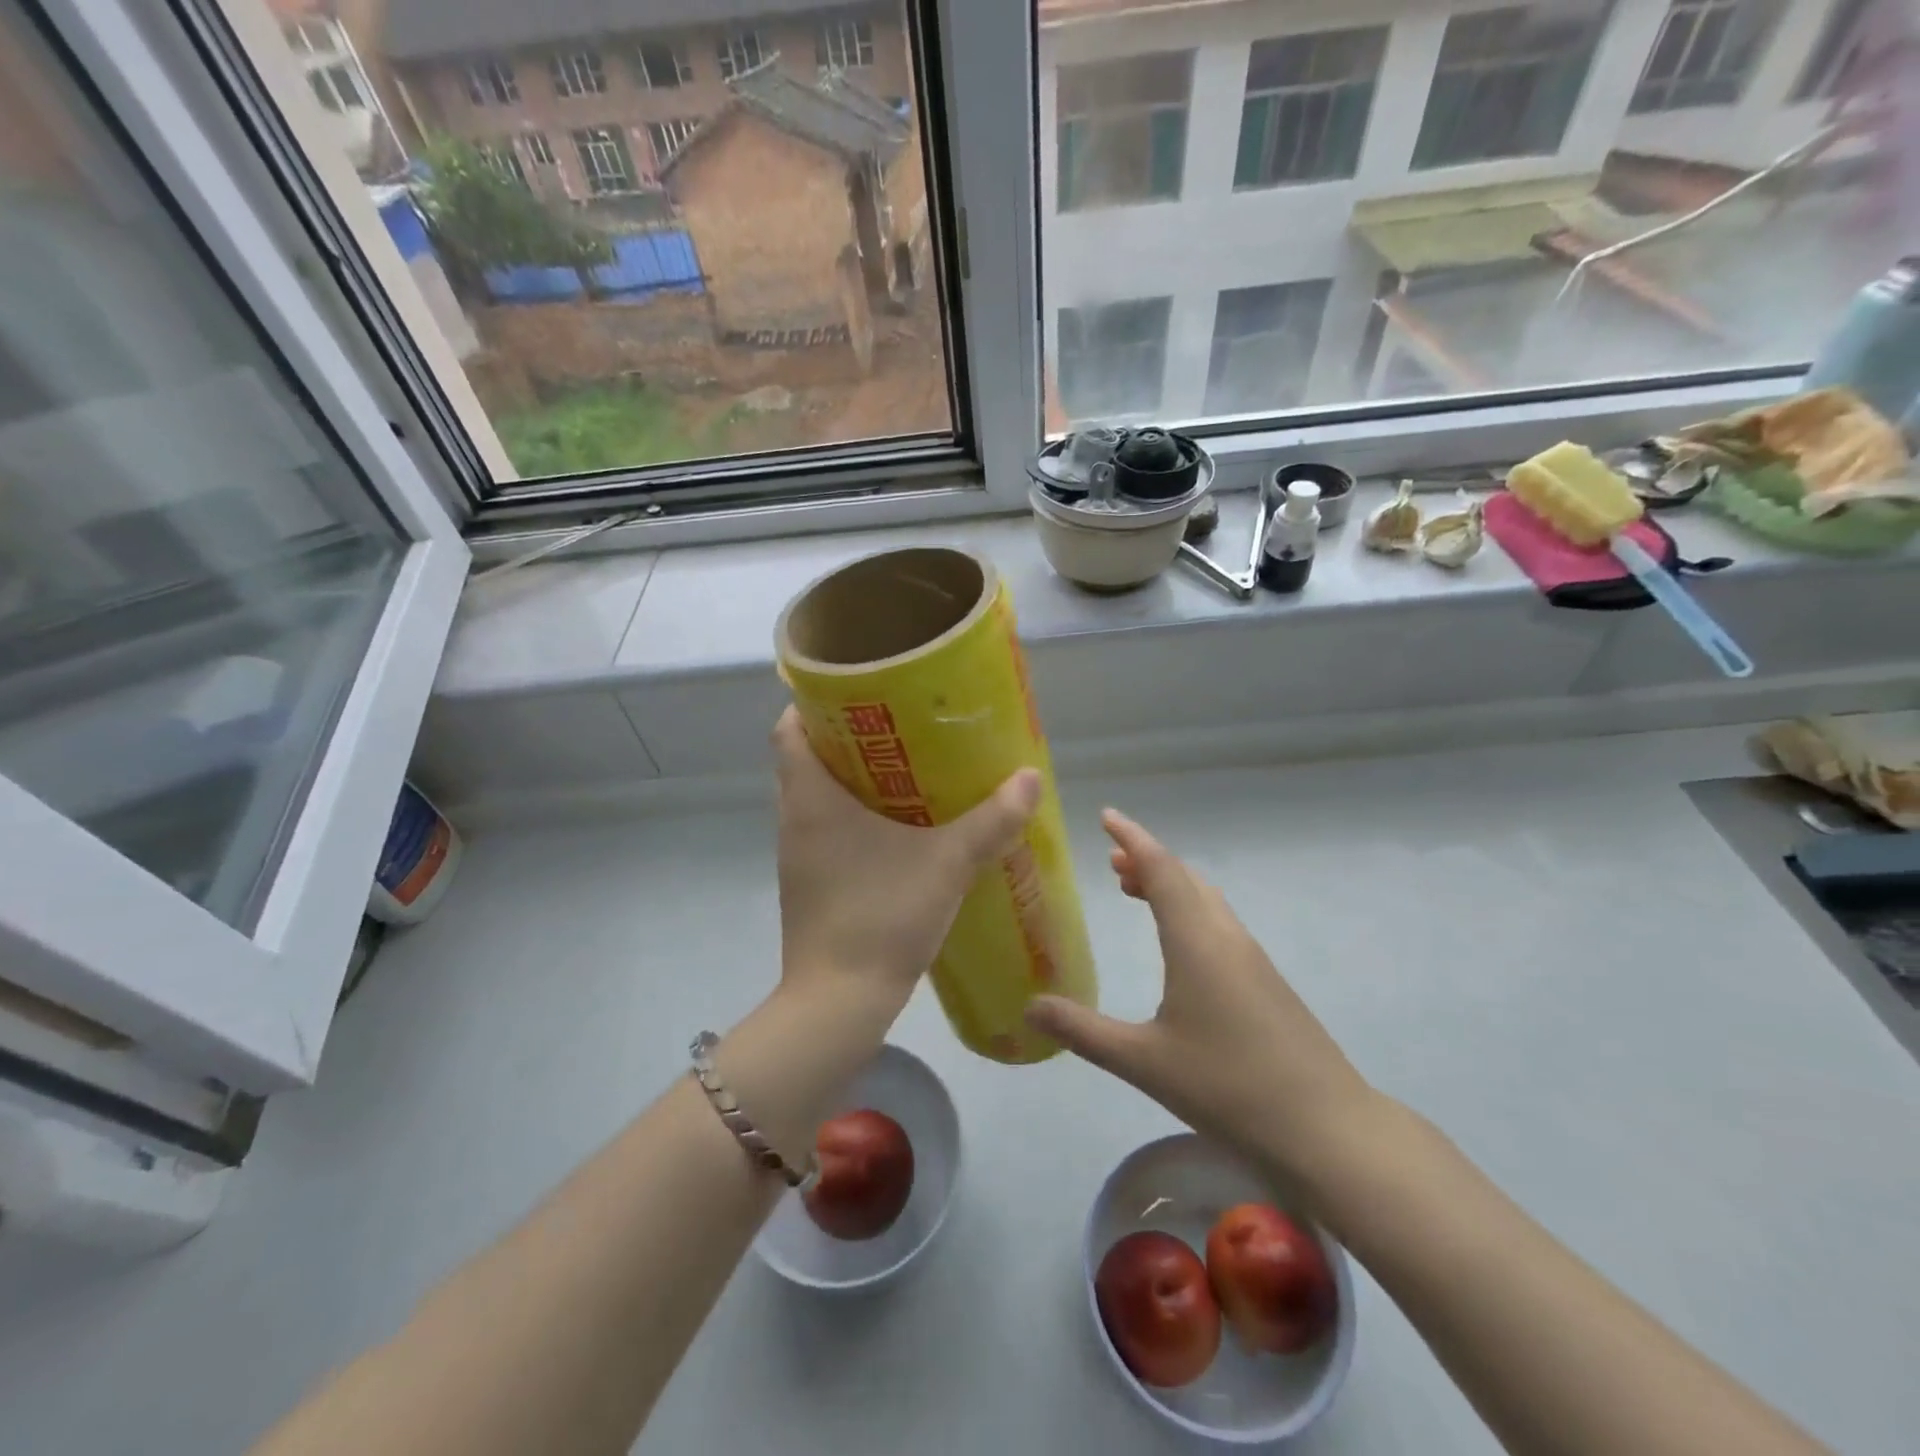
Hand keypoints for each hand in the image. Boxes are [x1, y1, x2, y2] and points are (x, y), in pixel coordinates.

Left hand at [773, 708, 1040, 1013]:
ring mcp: (798, 855)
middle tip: (898, 725)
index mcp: (810, 799)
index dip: (813, 704)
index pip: (788, 729)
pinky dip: (853, 817)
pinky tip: (898, 828)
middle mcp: (794, 819)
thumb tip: (1030, 778)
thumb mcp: (947, 864)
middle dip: (846, 738)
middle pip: (805, 759)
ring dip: (851, 780)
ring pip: (816, 798)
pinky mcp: (810, 884)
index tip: (856, 693)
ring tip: (904, 768)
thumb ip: (992, 821)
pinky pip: (825, 831)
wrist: (837, 1003)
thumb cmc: (881, 917)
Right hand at [1025, 809, 1377, 1183]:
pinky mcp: (1267, 983)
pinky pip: (1219, 924)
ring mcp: (1252, 959)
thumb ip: (1083, 1031)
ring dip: (1170, 885)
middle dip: (1147, 860)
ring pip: (1206, 900)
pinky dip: (1189, 911)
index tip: (1106, 816)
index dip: (1132, 837)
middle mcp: (1226, 937)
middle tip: (1111, 861)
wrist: (1327, 1129)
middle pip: (1185, 877)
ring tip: (1136, 892)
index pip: (1160, 868)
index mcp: (1196, 941)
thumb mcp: (1143, 1062)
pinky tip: (1179, 946)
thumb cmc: (1228, 1086)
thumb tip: (1029, 1006)